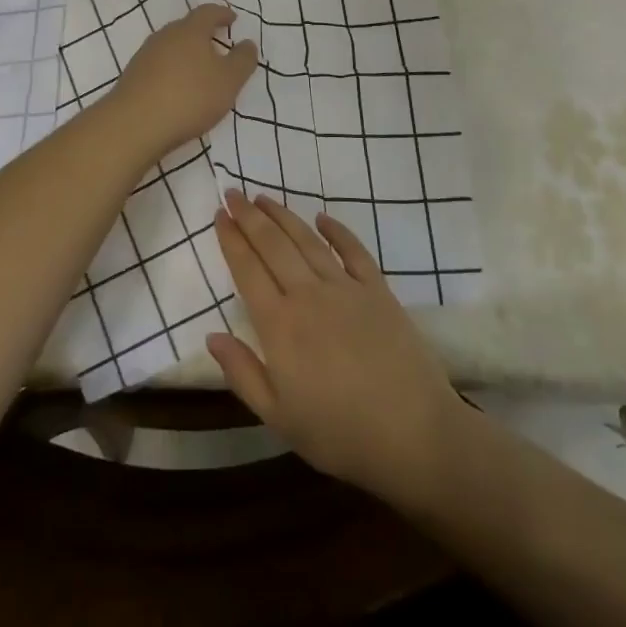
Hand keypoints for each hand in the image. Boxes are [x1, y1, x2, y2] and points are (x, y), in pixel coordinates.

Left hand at [106, 4, 257, 157]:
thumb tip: (248, 43)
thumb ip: (243, 60)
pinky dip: (171, 71)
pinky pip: (158, 66)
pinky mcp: (132, 76)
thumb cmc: (190, 96)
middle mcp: (165, 36)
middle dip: (203, 34)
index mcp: (190, 30)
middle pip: (186, 27)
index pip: (208, 12)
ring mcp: (145, 56)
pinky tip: (177, 89)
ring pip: (170, 47)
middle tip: (217, 45)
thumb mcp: (229, 80)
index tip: (232, 19)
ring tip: (199, 70)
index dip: (222, 14)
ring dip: (186, 54)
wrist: (134, 124)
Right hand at [207, 190, 466, 506]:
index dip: (231, 240)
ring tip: (263, 198)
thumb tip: (212, 335)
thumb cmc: (339, 433)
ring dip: (283, 215)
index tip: (219, 215)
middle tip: (232, 192)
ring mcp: (345, 288)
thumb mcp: (278, 417)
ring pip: (307, 240)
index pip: (247, 270)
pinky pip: (353, 250)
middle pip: (273, 245)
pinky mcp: (377, 290)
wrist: (413, 433)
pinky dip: (336, 230)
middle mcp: (308, 295)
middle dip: (249, 216)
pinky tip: (321, 217)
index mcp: (279, 325)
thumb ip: (242, 373)